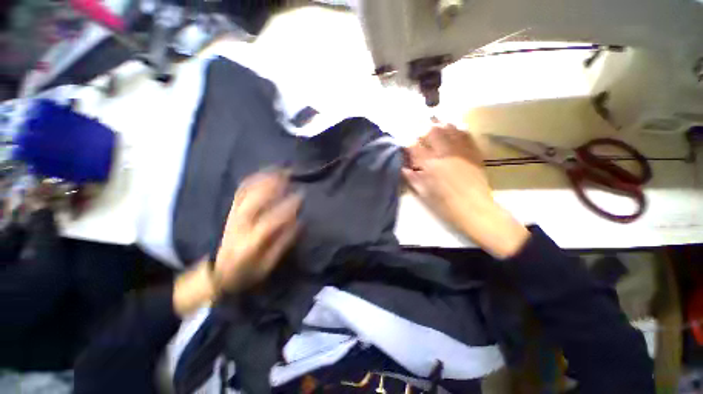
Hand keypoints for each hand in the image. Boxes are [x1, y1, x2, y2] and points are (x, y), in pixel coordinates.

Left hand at [174, 171, 301, 316]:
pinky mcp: (231, 211)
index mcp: (250, 241)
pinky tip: (263, 174)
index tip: (300, 197)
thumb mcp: (268, 264)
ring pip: (247, 192)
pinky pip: (240, 191)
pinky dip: (252, 180)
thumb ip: (284, 242)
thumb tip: (300, 222)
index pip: (271, 220)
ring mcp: (233, 215)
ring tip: (279, 170)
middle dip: (273, 185)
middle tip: (289, 175)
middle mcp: (240, 225)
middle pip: (255, 200)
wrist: (218, 273)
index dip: (287, 207)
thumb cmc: (247, 271)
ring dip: (263, 179)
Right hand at [403, 123, 528, 258]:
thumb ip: (412, 178)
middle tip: (417, 124)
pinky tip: (454, 125)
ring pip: (449, 129)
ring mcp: (460, 151)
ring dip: (440, 123)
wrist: (474, 209)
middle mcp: (444, 154)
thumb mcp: (423, 193)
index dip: (407, 141)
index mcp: (429, 165)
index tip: (403, 140)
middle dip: (422, 126)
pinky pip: (466, 135)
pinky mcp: (473, 153)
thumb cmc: (445, 204)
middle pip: (431, 132)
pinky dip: (458, 128)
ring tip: (434, 119)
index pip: (414, 147)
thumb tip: (403, 167)